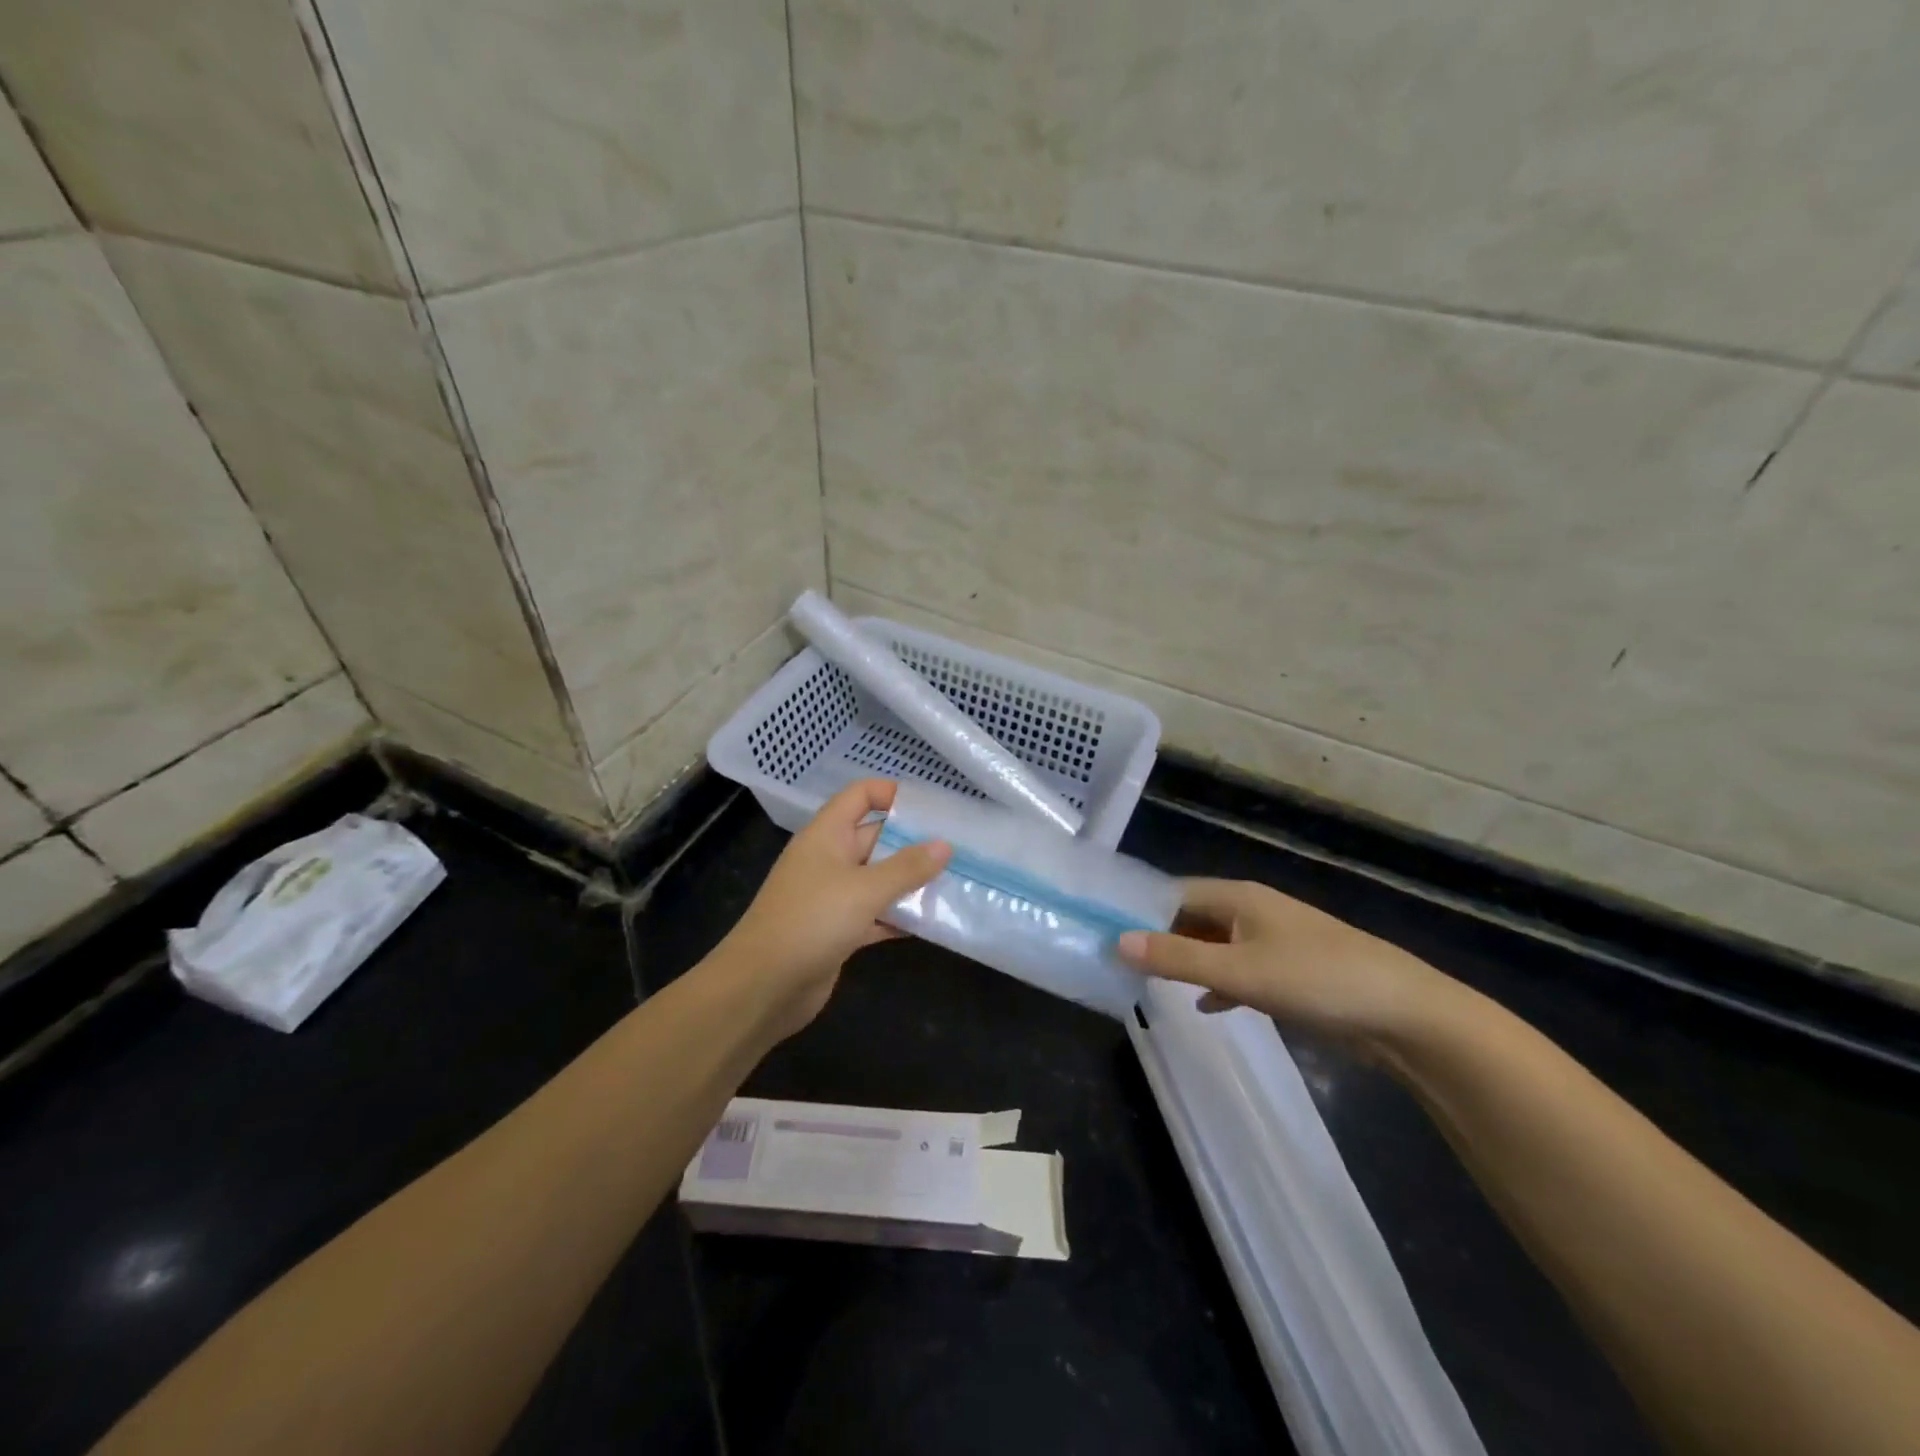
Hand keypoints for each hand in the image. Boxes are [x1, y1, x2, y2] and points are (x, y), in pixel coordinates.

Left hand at [717, 779, 949, 1040]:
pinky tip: (932, 923)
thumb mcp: (864, 889)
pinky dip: (899, 916)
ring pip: (879, 879)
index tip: (932, 810)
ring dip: (911, 882)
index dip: (892, 794)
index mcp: (827, 835)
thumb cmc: (811, 922)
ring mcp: (832, 897)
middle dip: (914, 843)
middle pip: (876, 838)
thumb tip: (945, 845)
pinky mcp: (838, 931)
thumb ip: (907, 867)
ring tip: (954, 883)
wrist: (763, 988)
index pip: (860, 795)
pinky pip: (875, 914)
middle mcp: (829, 860)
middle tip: (958, 850)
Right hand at [1117, 879, 1457, 1046]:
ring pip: (1216, 945)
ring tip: (1148, 982)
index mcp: (1239, 897)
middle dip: (1160, 938)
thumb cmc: (1316, 979)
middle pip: (1193, 917)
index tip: (1107, 929)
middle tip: (1120, 961)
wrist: (1404, 1015)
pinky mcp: (1291, 972)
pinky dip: (1219, 983)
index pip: (1175, 893)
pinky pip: (1240, 969)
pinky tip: (1206, 1006)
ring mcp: (1274, 941)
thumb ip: (1177, 959)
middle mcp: (1253, 911)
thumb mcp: (1238, 971)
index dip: (1141, 909)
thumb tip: (1118, 941)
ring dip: (1187, 961)